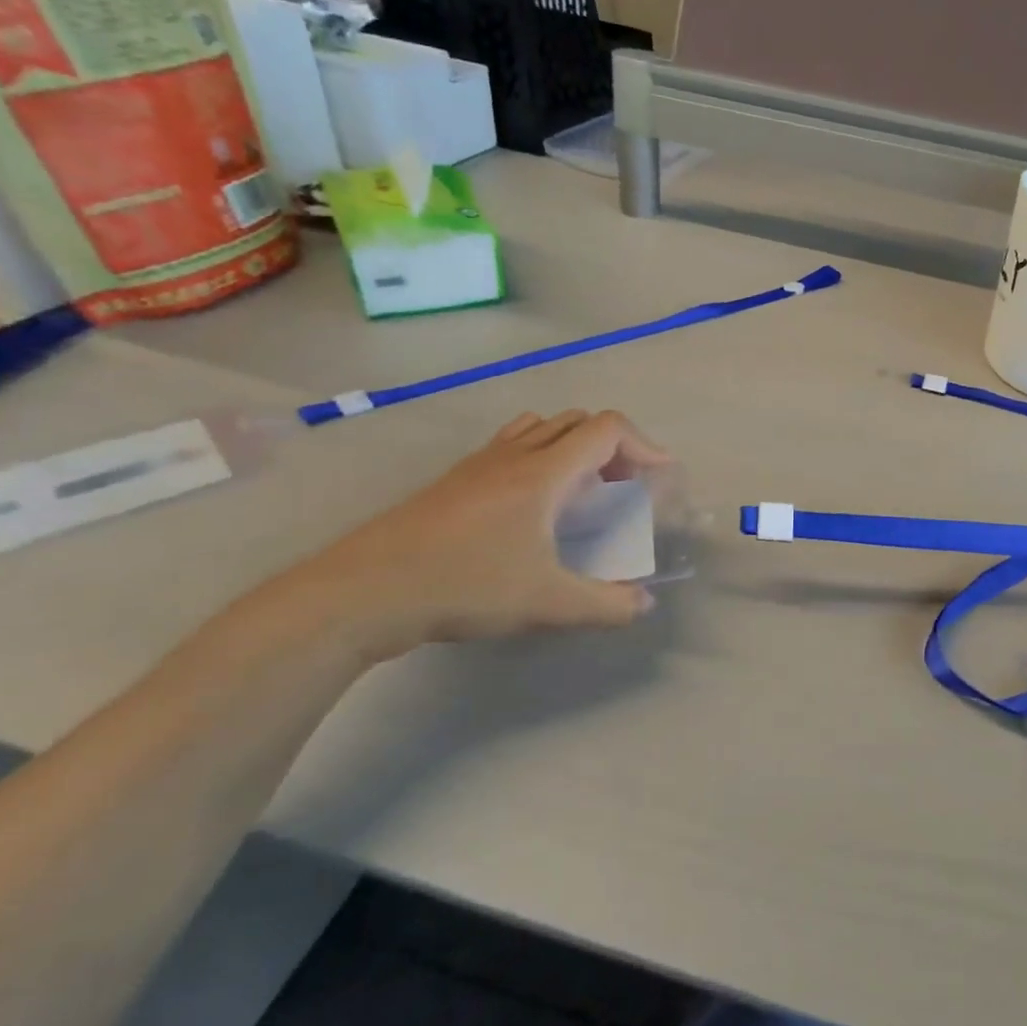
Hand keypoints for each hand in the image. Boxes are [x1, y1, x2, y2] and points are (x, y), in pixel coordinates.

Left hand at [292, 410, 670, 660]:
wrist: (365, 591)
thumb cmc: (465, 586)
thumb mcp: (547, 603)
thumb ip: (606, 603)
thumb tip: (644, 603)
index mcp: (544, 473)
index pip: (607, 429)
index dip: (645, 445)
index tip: (661, 478)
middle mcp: (514, 455)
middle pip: (578, 422)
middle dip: (614, 448)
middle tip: (624, 490)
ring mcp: (479, 464)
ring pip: (541, 429)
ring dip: (574, 448)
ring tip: (582, 492)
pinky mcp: (454, 481)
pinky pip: (511, 447)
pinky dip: (540, 458)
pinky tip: (532, 507)